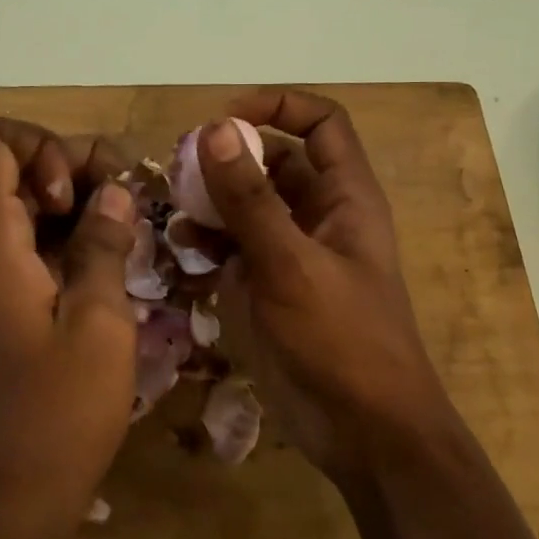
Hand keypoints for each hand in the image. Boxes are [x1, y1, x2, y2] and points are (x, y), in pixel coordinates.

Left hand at [0, 116, 137, 533]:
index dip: (43, 145)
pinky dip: (68, 243)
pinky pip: (28, 249)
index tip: (79, 195)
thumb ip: (104, 246)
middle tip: (128, 207)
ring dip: (77, 209)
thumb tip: (114, 194)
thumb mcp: (98, 324)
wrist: (3, 503)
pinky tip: (110, 272)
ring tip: (129, 238)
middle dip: (75, 170)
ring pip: (23, 208)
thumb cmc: (55, 415)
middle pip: (12, 168)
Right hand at [198, 90, 454, 483]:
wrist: (364, 432)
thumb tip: (214, 129)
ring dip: (212, 204)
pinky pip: (234, 251)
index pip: (320, 123)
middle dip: (229, 159)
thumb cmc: (342, 340)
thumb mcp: (292, 264)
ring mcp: (291, 256)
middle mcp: (319, 217)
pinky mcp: (269, 291)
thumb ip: (250, 198)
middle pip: (274, 162)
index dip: (277, 106)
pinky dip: (208, 246)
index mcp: (345, 197)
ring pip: (247, 208)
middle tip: (179, 170)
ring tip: (174, 212)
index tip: (223, 118)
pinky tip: (182, 254)